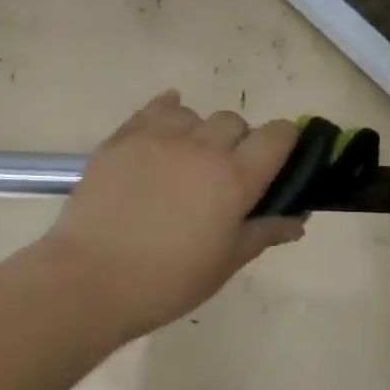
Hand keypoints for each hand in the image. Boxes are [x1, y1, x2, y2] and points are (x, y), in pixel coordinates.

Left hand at [37, 92, 304, 341]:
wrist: (92, 279)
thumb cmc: (168, 280)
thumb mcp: (225, 263)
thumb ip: (263, 233)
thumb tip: (298, 221)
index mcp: (235, 178)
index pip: (277, 136)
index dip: (283, 143)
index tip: (276, 161)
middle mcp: (202, 147)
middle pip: (234, 121)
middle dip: (238, 141)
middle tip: (223, 175)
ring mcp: (159, 138)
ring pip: (193, 114)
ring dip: (198, 132)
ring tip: (184, 161)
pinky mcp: (123, 138)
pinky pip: (154, 109)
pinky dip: (166, 114)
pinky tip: (162, 133)